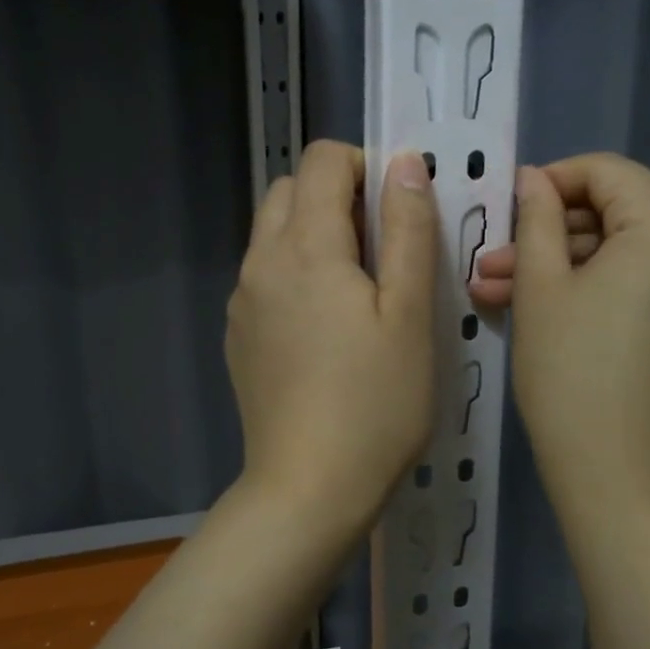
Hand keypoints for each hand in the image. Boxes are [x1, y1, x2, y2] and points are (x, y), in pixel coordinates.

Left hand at [227, 141, 438, 539]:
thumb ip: (407, 229)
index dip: (364, 166)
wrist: (309, 488)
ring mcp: (242, 301)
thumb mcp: (410, 312)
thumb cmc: (376, 401)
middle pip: (290, 191)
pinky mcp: (238, 336)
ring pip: (272, 234)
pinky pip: (264, 277)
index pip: (321, 161)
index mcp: (305, 247)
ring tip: (358, 289)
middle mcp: (260, 262)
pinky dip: (295, 272)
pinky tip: (326, 328)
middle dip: (337, 195)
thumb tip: (404, 163)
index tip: (398, 210)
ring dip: (314, 233)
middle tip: (382, 248)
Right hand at [469, 153, 649, 519]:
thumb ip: (537, 218)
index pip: (606, 173)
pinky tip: (539, 305)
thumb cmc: (573, 375)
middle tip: (490, 266)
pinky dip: (597, 287)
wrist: (623, 476)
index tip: (504, 208)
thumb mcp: (541, 287)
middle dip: (549, 237)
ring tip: (497, 291)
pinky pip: (645, 279)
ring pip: (627, 250)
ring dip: (565, 266)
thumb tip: (534, 179)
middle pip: (617, 213)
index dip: (549, 183)